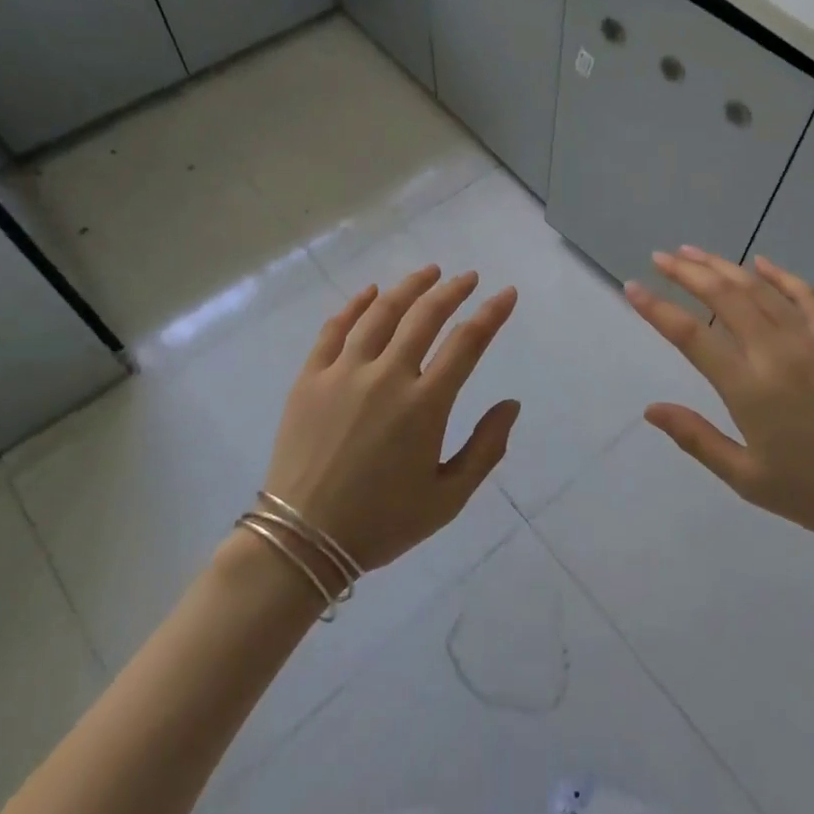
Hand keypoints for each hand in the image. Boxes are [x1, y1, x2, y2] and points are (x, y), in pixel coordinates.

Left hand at [261, 266, 519, 572]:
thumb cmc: (382, 522)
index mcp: (424, 405)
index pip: (467, 343)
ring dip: (408, 288)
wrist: (302, 541)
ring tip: (428, 272)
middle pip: (424, 316)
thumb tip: (511, 404)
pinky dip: (354, 305)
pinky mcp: (310, 378)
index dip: (491, 314)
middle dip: (452, 290)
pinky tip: (370, 292)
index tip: (506, 294)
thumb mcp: (448, 498)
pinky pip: (333, 329)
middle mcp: (386, 377)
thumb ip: (486, 449)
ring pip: (380, 313)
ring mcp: (343, 373)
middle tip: (468, 277)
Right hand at [625, 247, 813, 553]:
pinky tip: (760, 262)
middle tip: (660, 257)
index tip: (632, 288)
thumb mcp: (747, 478)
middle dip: (687, 272)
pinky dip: (780, 274)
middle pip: (723, 296)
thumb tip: (651, 409)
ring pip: (758, 289)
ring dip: (723, 266)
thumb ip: (697, 439)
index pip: (691, 335)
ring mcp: (811, 340)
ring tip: (694, 252)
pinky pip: (805, 295)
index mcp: (749, 387)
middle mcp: (776, 352)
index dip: (657, 309)